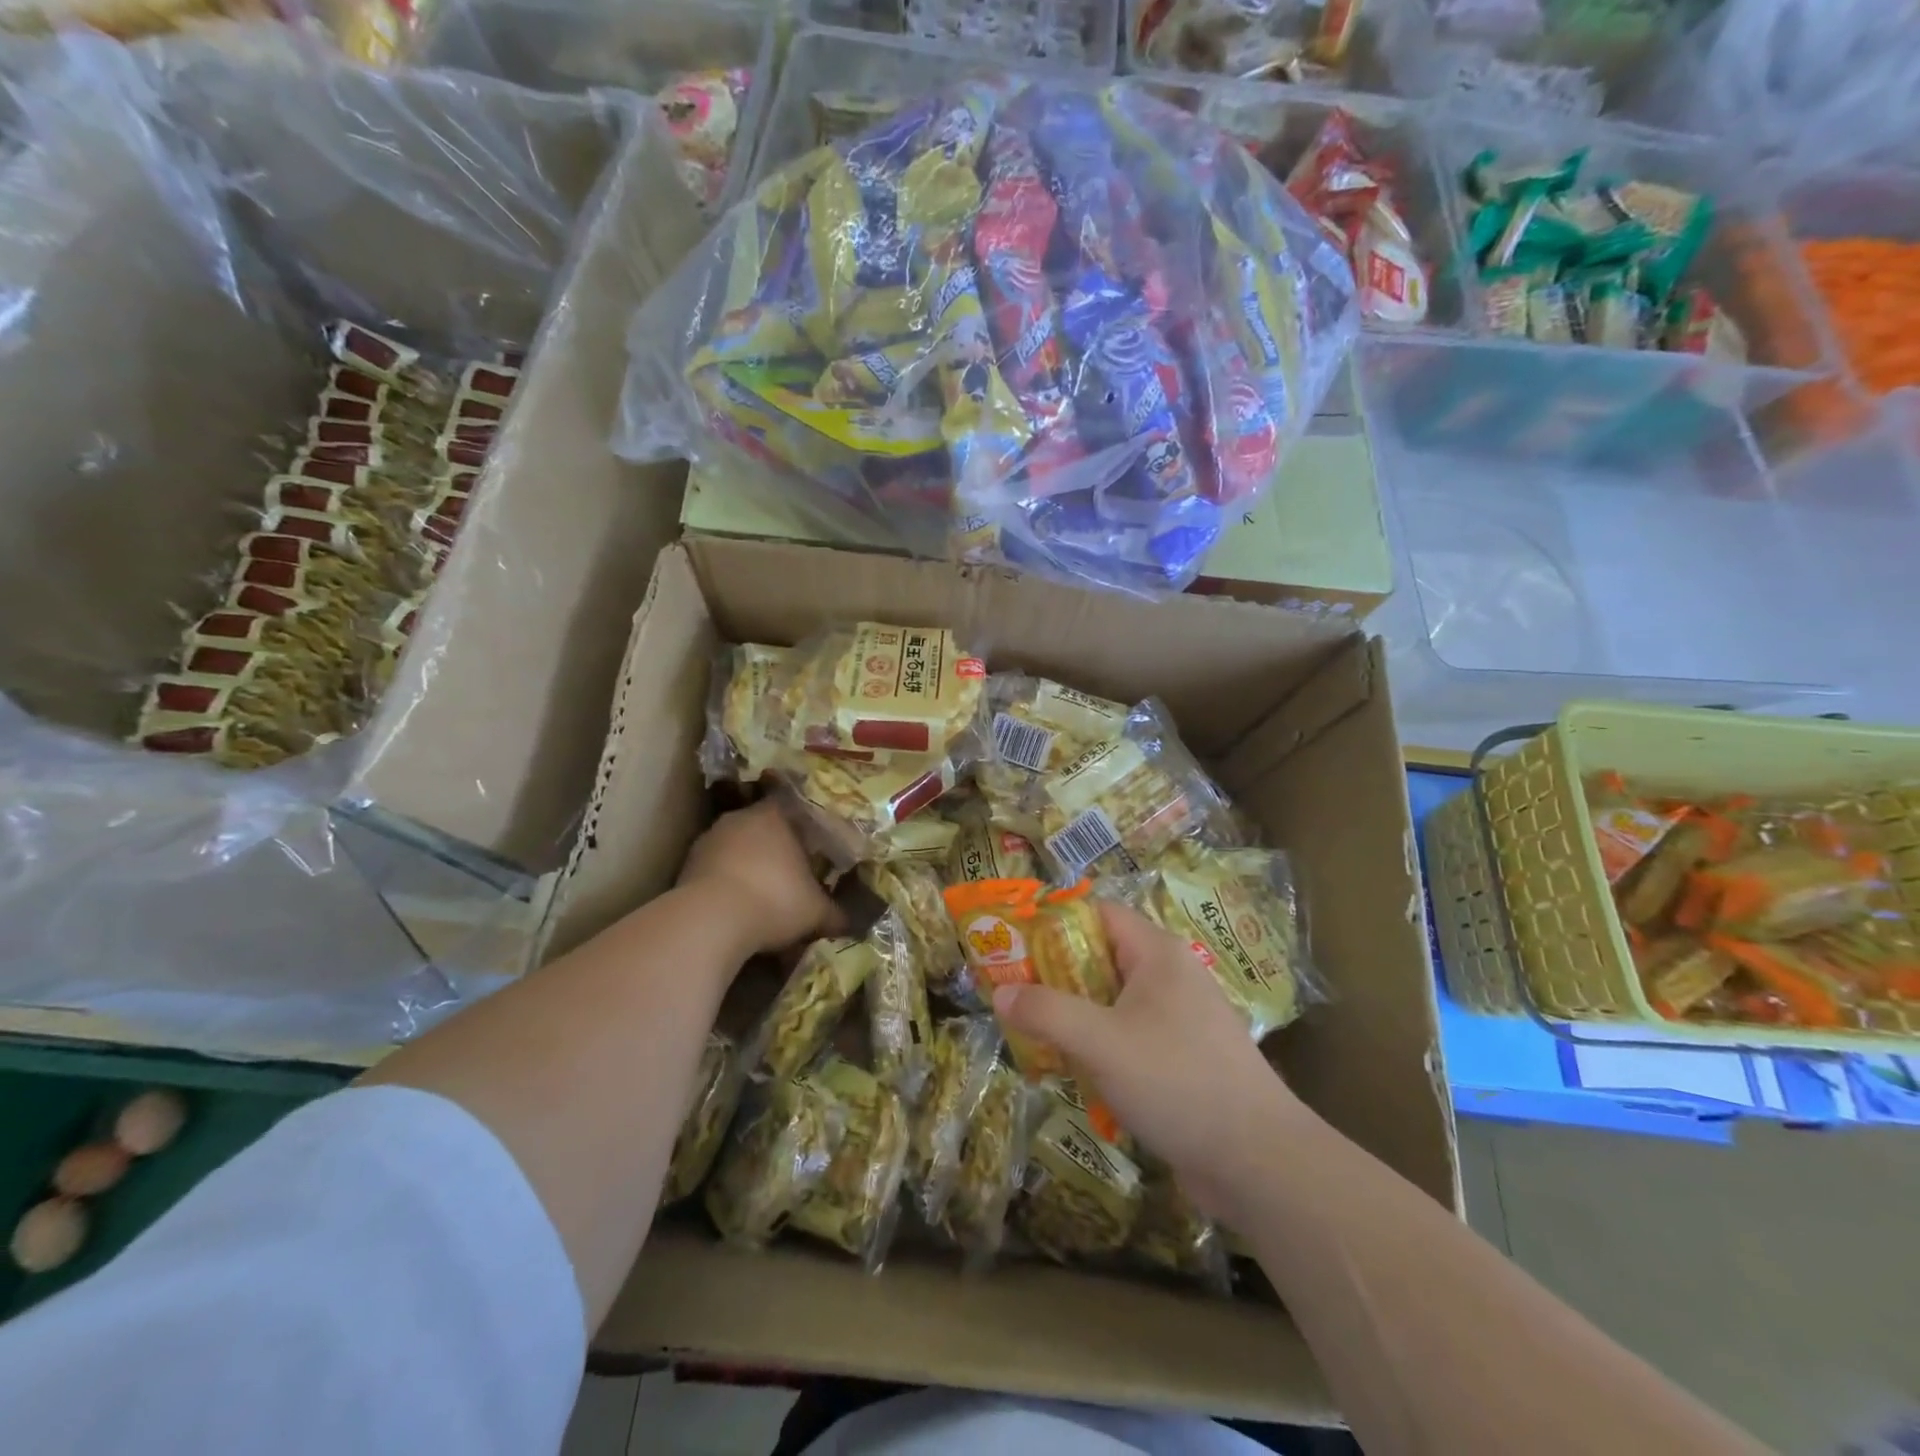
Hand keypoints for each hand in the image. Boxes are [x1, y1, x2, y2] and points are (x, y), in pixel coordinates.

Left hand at [677, 801, 841, 954]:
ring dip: (748, 867)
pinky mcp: (686, 866)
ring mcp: (709, 840)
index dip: (803, 825)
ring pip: (736, 848)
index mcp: (775, 815)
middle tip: (791, 873)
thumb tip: (848, 923)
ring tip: (762, 896)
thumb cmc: (775, 900)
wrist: (710, 921)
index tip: (812, 845)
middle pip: (762, 828)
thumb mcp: (816, 912)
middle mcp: (740, 818)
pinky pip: (715, 871)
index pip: (791, 806)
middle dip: (775, 849)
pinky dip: (726, 885)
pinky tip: (736, 910)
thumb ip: (835, 914)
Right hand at [992, 901, 1308, 1216]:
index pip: (1097, 914)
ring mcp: (1181, 1018)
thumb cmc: (1177, 1082)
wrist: (1259, 1162)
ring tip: (1034, 1036)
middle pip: (1101, 957)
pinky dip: (1100, 1045)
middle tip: (1013, 995)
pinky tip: (1076, 1072)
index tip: (1013, 946)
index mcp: (1158, 953)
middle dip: (1055, 975)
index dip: (1053, 923)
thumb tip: (1000, 992)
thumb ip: (1047, 1012)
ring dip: (1075, 1015)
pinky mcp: (1183, 1057)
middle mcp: (1171, 975)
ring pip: (1113, 1001)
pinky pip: (1129, 1035)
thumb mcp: (1101, 1042)